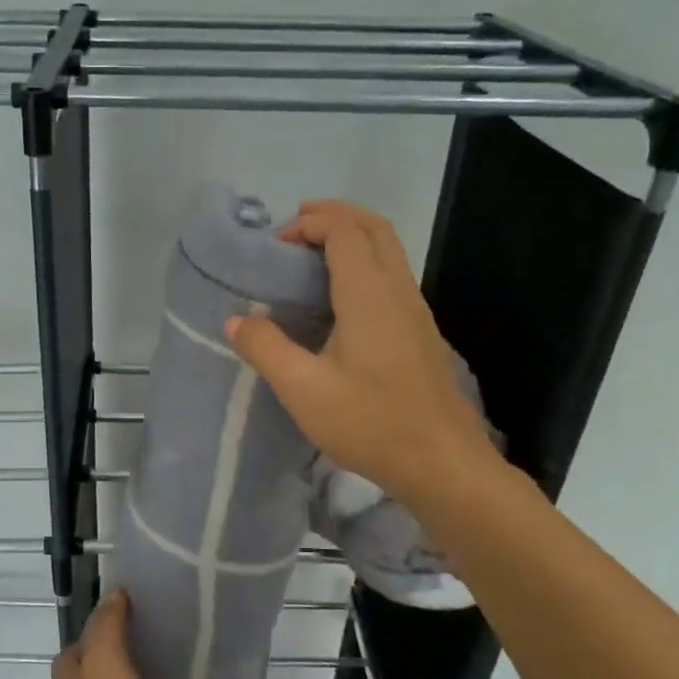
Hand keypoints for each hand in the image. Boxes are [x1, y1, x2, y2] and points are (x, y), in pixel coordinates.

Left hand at [51, 591, 171, 678]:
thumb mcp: (104, 659)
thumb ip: (108, 624)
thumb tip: (115, 593)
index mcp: (69, 675)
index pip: (87, 636)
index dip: (109, 620)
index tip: (142, 605)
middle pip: (108, 662)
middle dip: (132, 647)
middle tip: (168, 626)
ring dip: (149, 675)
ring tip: (184, 653)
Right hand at [225, 199, 501, 506]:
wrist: (442, 463)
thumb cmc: (371, 423)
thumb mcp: (304, 390)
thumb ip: (266, 349)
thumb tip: (236, 320)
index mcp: (369, 295)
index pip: (344, 231)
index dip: (309, 224)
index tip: (275, 245)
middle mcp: (398, 291)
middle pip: (374, 228)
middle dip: (335, 215)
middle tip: (296, 226)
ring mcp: (416, 312)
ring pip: (389, 251)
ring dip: (352, 238)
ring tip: (311, 256)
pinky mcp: (420, 334)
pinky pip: (392, 277)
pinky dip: (363, 264)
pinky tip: (338, 300)